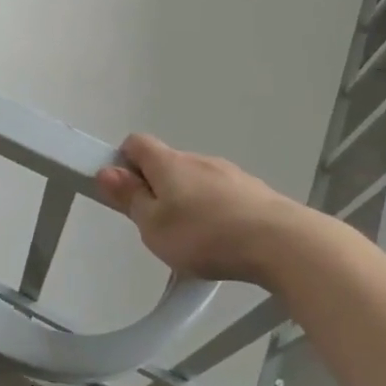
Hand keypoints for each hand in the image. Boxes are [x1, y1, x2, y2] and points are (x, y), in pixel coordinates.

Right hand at [94, 133, 303, 285]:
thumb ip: (129, 198)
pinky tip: (223, 240)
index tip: (125, 192)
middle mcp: (198, 159)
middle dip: (157, 188)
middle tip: (157, 226)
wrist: (280, 242)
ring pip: (197, 180)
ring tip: (193, 240)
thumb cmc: (204, 235)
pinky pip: (223, 194)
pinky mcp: (254, 192)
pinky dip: (215, 210)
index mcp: (168, 163)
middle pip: (167, 163)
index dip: (124, 162)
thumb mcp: (153, 226)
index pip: (136, 143)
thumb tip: (106, 171)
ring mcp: (230, 173)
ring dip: (188, 200)